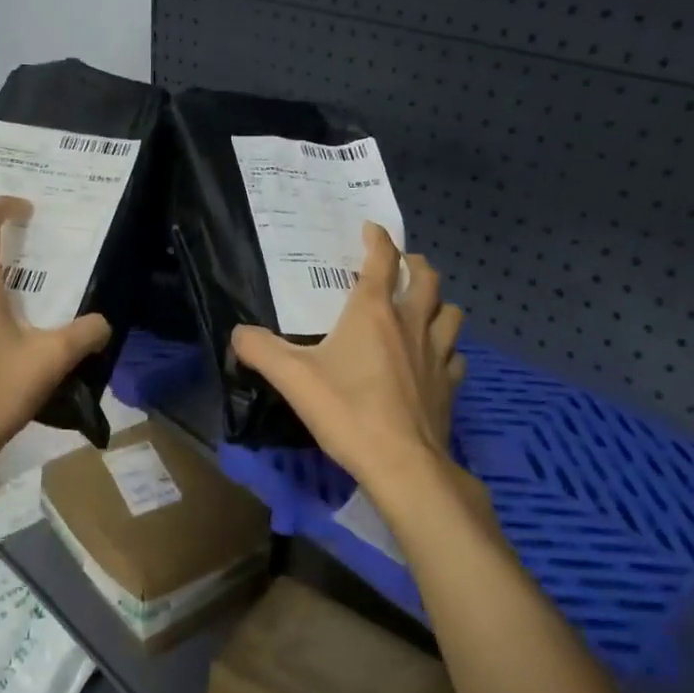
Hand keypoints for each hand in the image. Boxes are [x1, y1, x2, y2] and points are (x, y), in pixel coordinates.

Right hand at [232, 223, 465, 492]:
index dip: (377, 239)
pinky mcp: (449, 385)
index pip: (382, 260)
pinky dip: (446, 349)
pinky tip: (434, 360)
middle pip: (427, 279)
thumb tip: (238, 333)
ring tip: (424, 308)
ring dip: (438, 303)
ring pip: (450, 313)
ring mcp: (437, 354)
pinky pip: (455, 356)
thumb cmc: (347, 411)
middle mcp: (411, 324)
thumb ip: (260, 350)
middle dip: (416, 264)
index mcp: (374, 312)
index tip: (371, 228)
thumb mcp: (292, 378)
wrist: (402, 464)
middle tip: (402, 265)